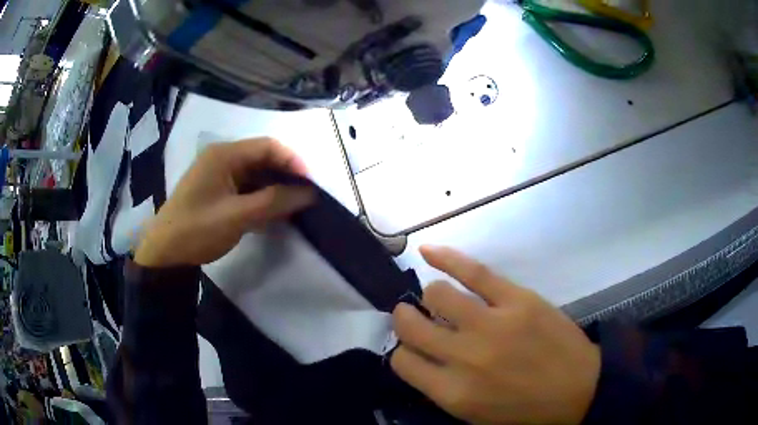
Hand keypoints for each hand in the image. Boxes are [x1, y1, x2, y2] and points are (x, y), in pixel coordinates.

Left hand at [134, 138, 313, 266]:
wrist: (165, 253)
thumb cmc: (197, 230)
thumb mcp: (238, 216)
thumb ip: (275, 201)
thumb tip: (310, 193)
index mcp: (224, 154)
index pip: (267, 147)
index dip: (293, 161)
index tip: (311, 184)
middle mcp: (222, 158)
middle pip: (262, 159)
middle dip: (286, 176)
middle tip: (305, 197)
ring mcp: (219, 175)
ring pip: (256, 175)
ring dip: (275, 189)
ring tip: (294, 207)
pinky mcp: (218, 191)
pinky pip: (247, 188)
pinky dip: (262, 198)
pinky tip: (274, 213)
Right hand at [391, 246, 600, 424]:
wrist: (580, 390)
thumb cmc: (525, 411)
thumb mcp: (474, 415)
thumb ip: (441, 388)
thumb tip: (422, 357)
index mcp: (453, 393)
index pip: (402, 362)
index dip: (404, 353)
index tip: (415, 350)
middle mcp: (465, 357)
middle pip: (411, 327)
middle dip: (406, 320)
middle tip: (414, 319)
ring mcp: (492, 324)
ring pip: (438, 294)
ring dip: (432, 297)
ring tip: (441, 300)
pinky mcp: (517, 299)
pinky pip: (473, 271)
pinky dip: (446, 258)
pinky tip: (429, 251)